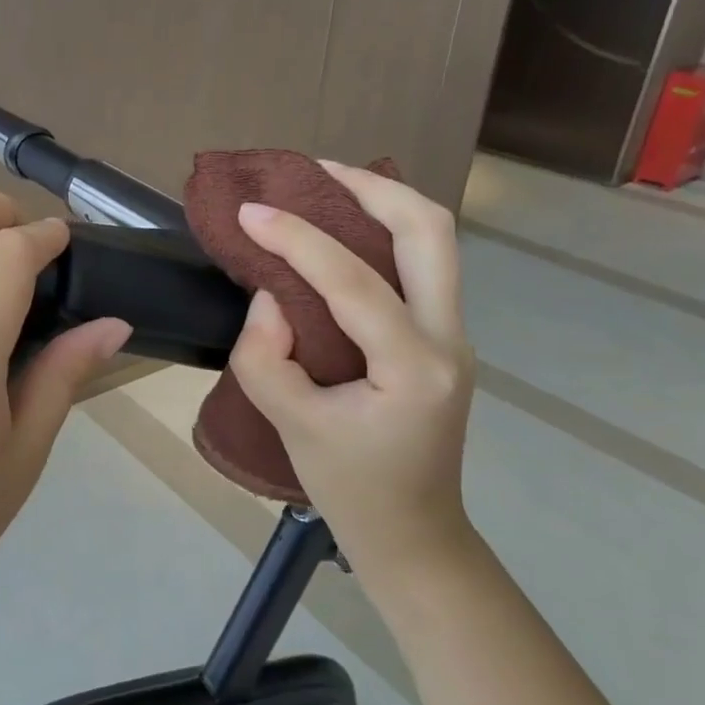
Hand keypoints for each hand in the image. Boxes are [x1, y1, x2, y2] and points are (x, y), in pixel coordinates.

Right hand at [226, 161, 475, 586]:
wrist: (414, 535)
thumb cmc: (353, 490)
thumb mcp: (292, 426)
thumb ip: (266, 357)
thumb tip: (270, 298)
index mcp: (414, 367)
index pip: (354, 281)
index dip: (298, 238)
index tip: (251, 211)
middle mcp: (449, 339)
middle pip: (431, 231)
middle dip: (373, 186)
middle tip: (314, 170)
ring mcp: (454, 337)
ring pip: (435, 242)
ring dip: (384, 203)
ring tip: (328, 184)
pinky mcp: (441, 340)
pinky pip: (419, 268)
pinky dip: (384, 235)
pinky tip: (342, 233)